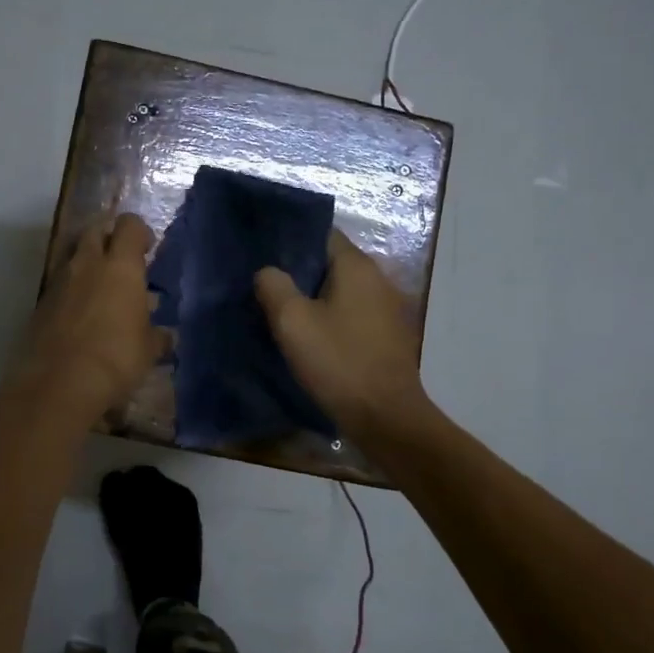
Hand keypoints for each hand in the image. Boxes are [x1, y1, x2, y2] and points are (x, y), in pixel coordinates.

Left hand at [14, 213, 162, 422]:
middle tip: (121, 260)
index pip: (130, 226)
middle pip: (95, 230)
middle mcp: (87, 264)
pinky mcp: (41, 303)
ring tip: (101, 288)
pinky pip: (59, 284)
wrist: (59, 383)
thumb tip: (167, 336)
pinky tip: (80, 314)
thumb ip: (157, 336)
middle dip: (109, 237)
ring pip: (73, 256)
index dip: (140, 232)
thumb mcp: (148, 350)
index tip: (148, 248)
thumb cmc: (116, 358)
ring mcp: (59, 281)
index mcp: (120, 267)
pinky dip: (71, 290)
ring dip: (87, 263)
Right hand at [255, 231, 430, 442]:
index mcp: (357, 266)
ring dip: (315, 298)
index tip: (264, 256)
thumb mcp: (292, 322)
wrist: (386, 418)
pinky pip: (353, 315)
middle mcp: (379, 278)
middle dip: (300, 272)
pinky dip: (332, 319)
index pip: (322, 234)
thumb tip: (268, 272)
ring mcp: (389, 308)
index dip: (291, 241)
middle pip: (331, 263)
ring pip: (342, 291)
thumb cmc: (338, 363)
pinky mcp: (389, 335)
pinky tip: (312, 337)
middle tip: (266, 287)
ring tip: (283, 313)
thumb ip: (274, 286)